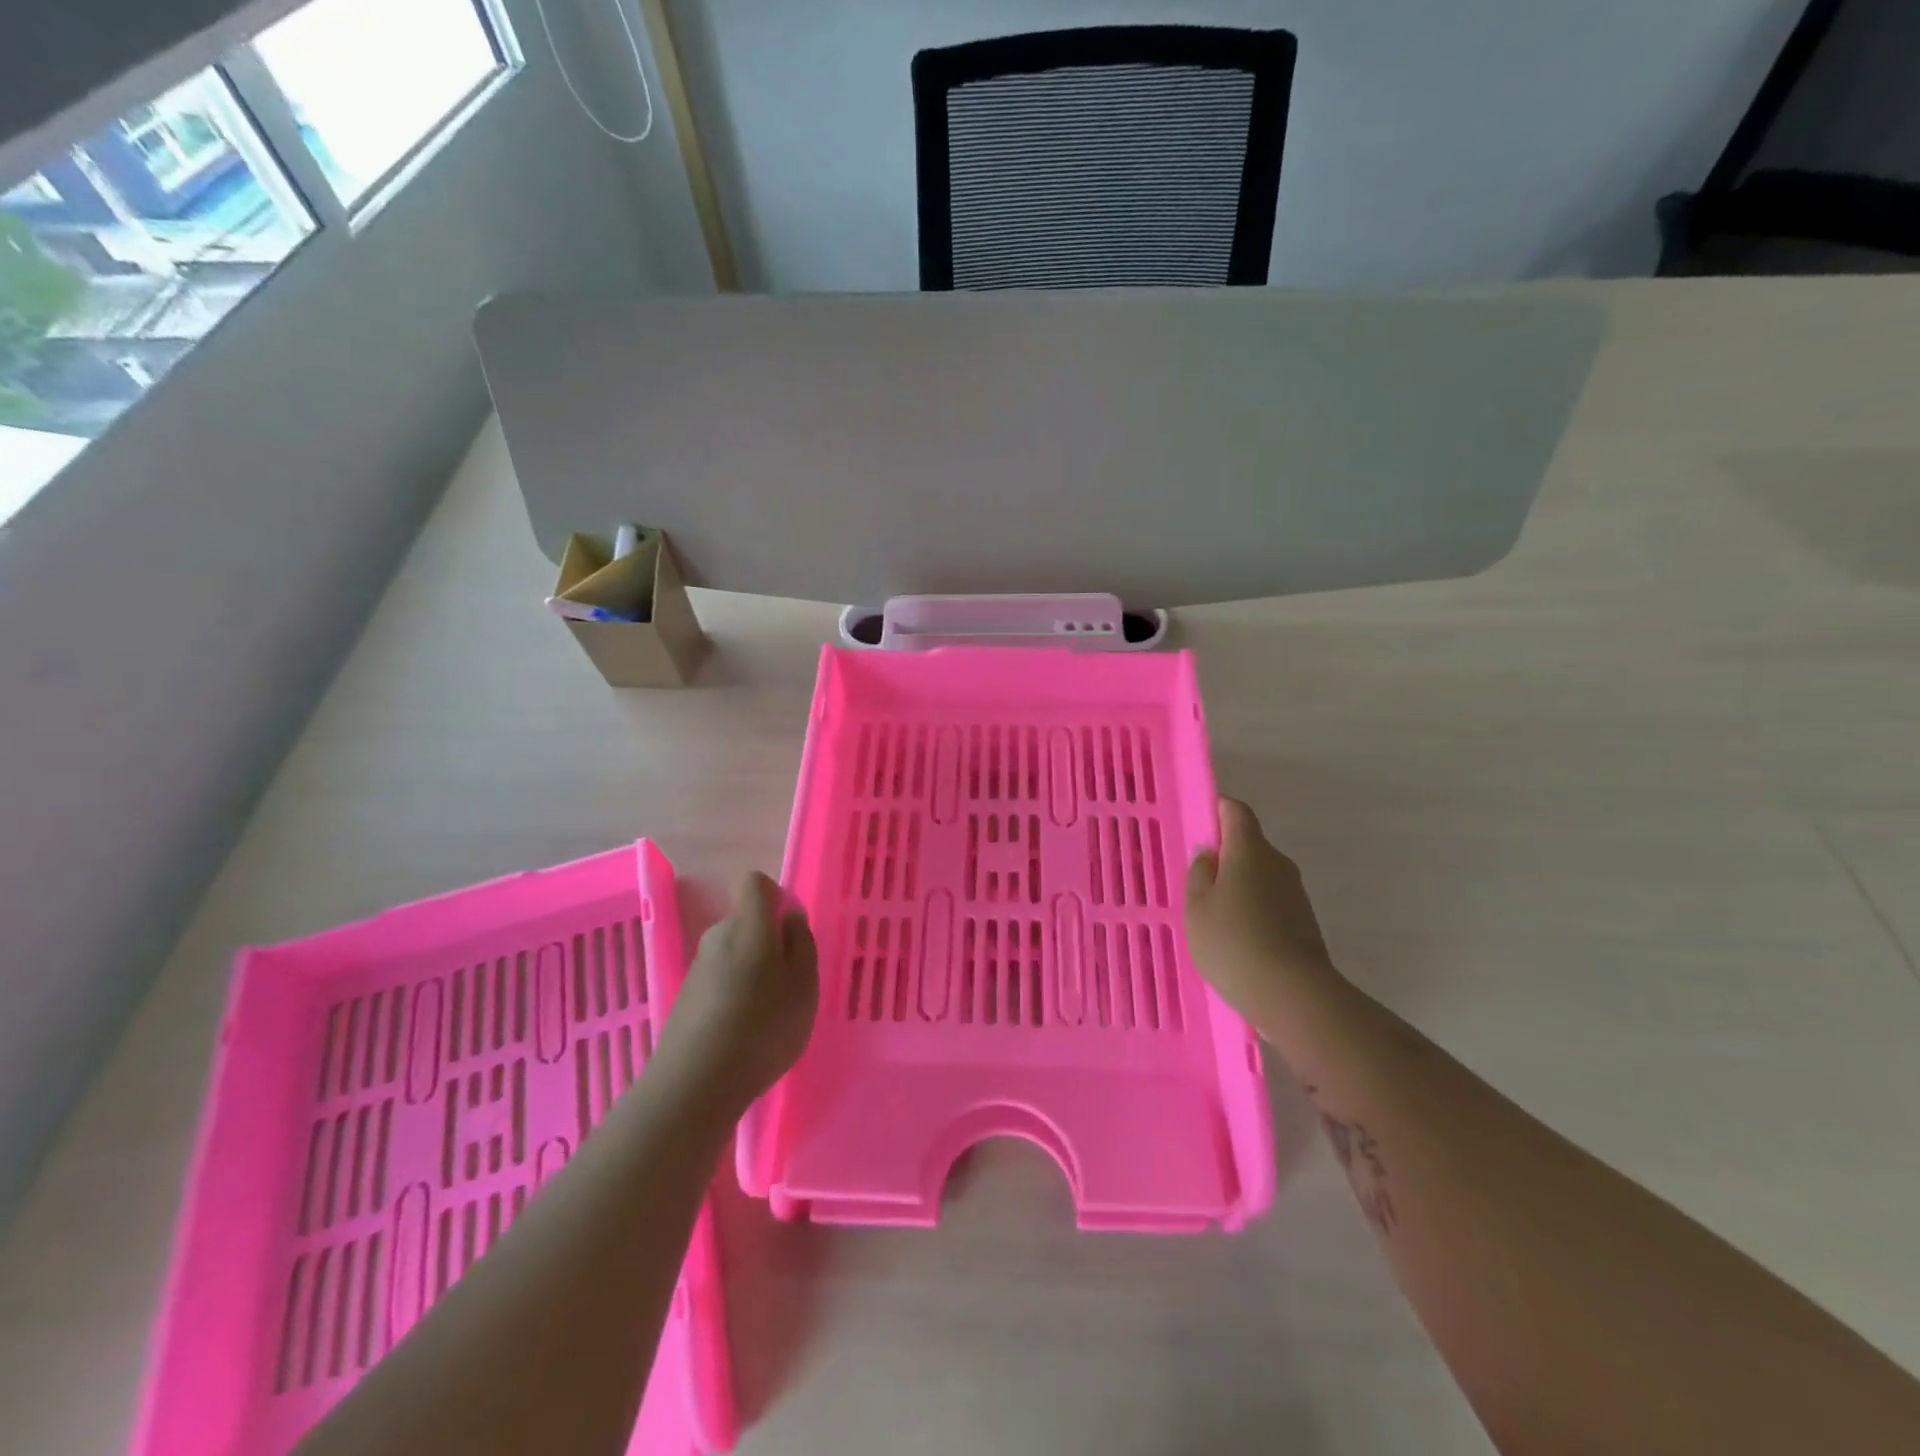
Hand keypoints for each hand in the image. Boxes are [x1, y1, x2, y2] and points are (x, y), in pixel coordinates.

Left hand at [660, 872, 818, 1111]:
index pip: (755, 883)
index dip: (775, 896)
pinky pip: (719, 982)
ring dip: (752, 972)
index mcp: (749, 924)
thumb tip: (790, 916)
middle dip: (768, 941)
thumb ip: (801, 943)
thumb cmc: (763, 1027)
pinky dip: (734, 996)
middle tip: (790, 980)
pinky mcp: (685, 999)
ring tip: (769, 1014)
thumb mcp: (804, 984)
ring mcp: (697, 969)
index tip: (791, 929)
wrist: (695, 1085)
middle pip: (745, 921)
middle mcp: (718, 936)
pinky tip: (744, 1033)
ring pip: (733, 954)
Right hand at [1186, 798, 1341, 1029]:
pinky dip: (1253, 909)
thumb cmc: (1233, 942)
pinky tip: (1236, 937)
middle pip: (1249, 845)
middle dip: (1224, 856)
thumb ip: (1199, 874)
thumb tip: (1210, 856)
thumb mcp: (1197, 907)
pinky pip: (1271, 901)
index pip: (1236, 812)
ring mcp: (1295, 893)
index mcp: (1249, 850)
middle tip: (1198, 880)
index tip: (1199, 824)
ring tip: (1213, 916)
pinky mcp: (1304, 921)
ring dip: (1239, 886)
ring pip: (1260, 875)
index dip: (1218, 810)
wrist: (1293, 994)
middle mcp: (1278, 863)